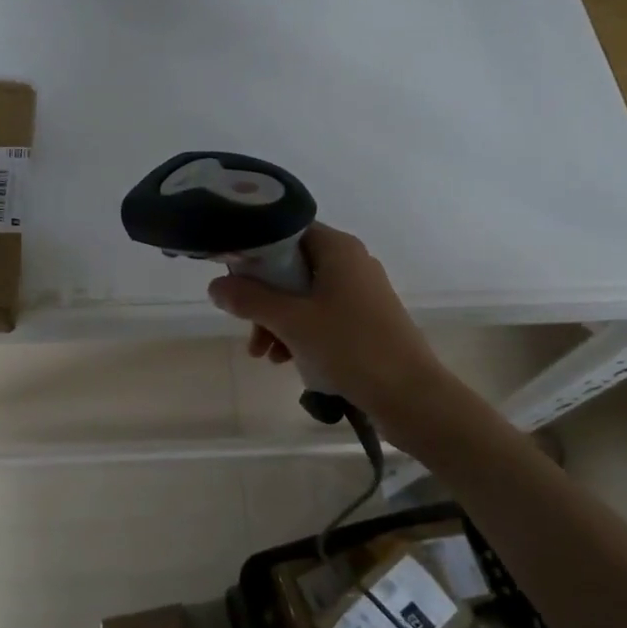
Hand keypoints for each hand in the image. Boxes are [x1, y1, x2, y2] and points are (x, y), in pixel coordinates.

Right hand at [207, 224, 440, 416]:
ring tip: (263, 354)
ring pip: (302, 294)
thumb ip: (248, 299)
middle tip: (246, 326)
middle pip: (289, 266)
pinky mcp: (365, 318)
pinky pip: (320, 314)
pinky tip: (285, 359)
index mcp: (337, 248)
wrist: (411, 396)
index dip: (253, 251)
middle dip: (261, 297)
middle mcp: (350, 261)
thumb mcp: (291, 321)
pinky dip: (298, 331)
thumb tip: (215, 285)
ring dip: (276, 320)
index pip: (284, 231)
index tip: (232, 278)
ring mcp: (360, 291)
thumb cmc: (350, 347)